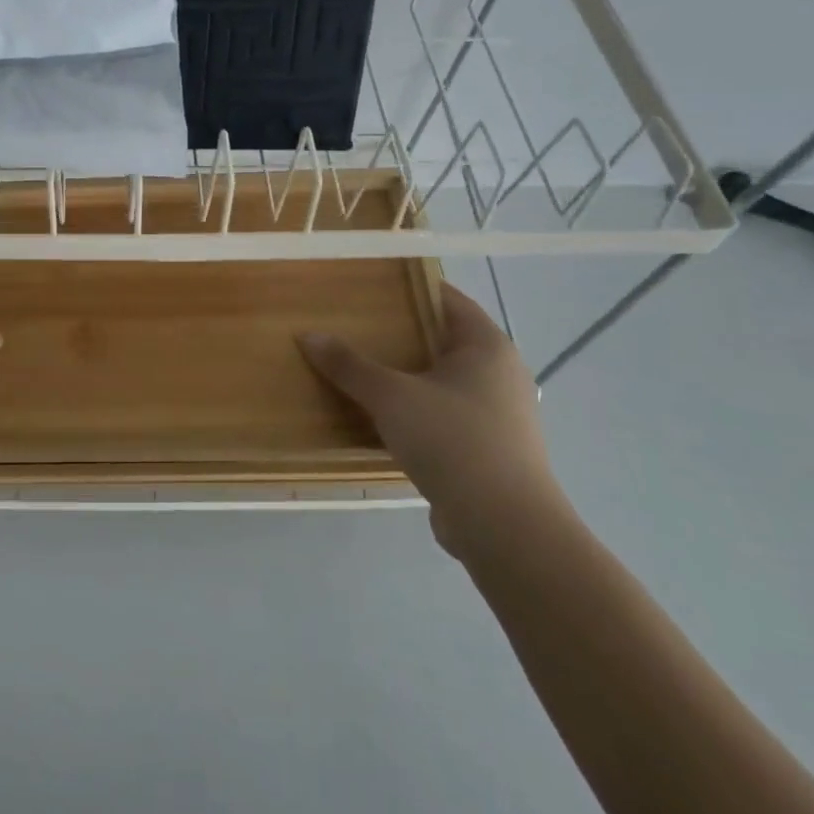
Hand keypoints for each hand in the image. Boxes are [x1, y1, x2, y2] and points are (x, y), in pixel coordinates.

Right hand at [299, 282, 566, 559]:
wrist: (505, 527)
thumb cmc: (453, 441)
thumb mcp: (391, 396)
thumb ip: (349, 365)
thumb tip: (309, 335)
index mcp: (487, 346)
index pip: (447, 299)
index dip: (409, 288)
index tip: (369, 286)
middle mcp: (499, 373)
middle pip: (442, 339)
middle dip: (399, 333)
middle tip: (353, 325)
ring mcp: (498, 413)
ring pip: (441, 380)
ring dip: (405, 375)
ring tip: (358, 369)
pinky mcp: (488, 448)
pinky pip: (443, 414)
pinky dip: (414, 409)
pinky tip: (379, 417)